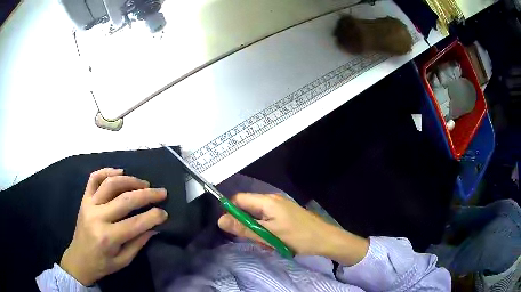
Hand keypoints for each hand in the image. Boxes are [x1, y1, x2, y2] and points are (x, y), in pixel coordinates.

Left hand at [60, 168, 167, 285]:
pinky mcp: (84, 200)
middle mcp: (97, 217)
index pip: (136, 223)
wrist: (79, 259)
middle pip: (125, 199)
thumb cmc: (102, 264)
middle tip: (161, 192)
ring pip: (110, 184)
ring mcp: (89, 205)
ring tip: (143, 183)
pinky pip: (93, 179)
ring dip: (130, 181)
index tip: (165, 213)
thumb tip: (154, 228)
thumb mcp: (123, 260)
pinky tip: (119, 172)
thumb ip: (138, 243)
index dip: (153, 216)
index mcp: (108, 237)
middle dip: (147, 194)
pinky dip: (106, 171)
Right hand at [218, 193, 368, 264]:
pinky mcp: (285, 214)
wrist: (326, 239)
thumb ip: (244, 228)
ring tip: (267, 242)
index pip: (238, 199)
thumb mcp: (268, 235)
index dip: (230, 212)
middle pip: (247, 208)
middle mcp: (272, 200)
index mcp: (266, 201)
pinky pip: (267, 220)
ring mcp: (280, 207)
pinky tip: (274, 241)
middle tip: (253, 239)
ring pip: (257, 216)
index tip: (230, 228)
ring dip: (257, 230)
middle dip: (245, 224)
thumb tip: (220, 220)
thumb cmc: (298, 237)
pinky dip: (266, 231)